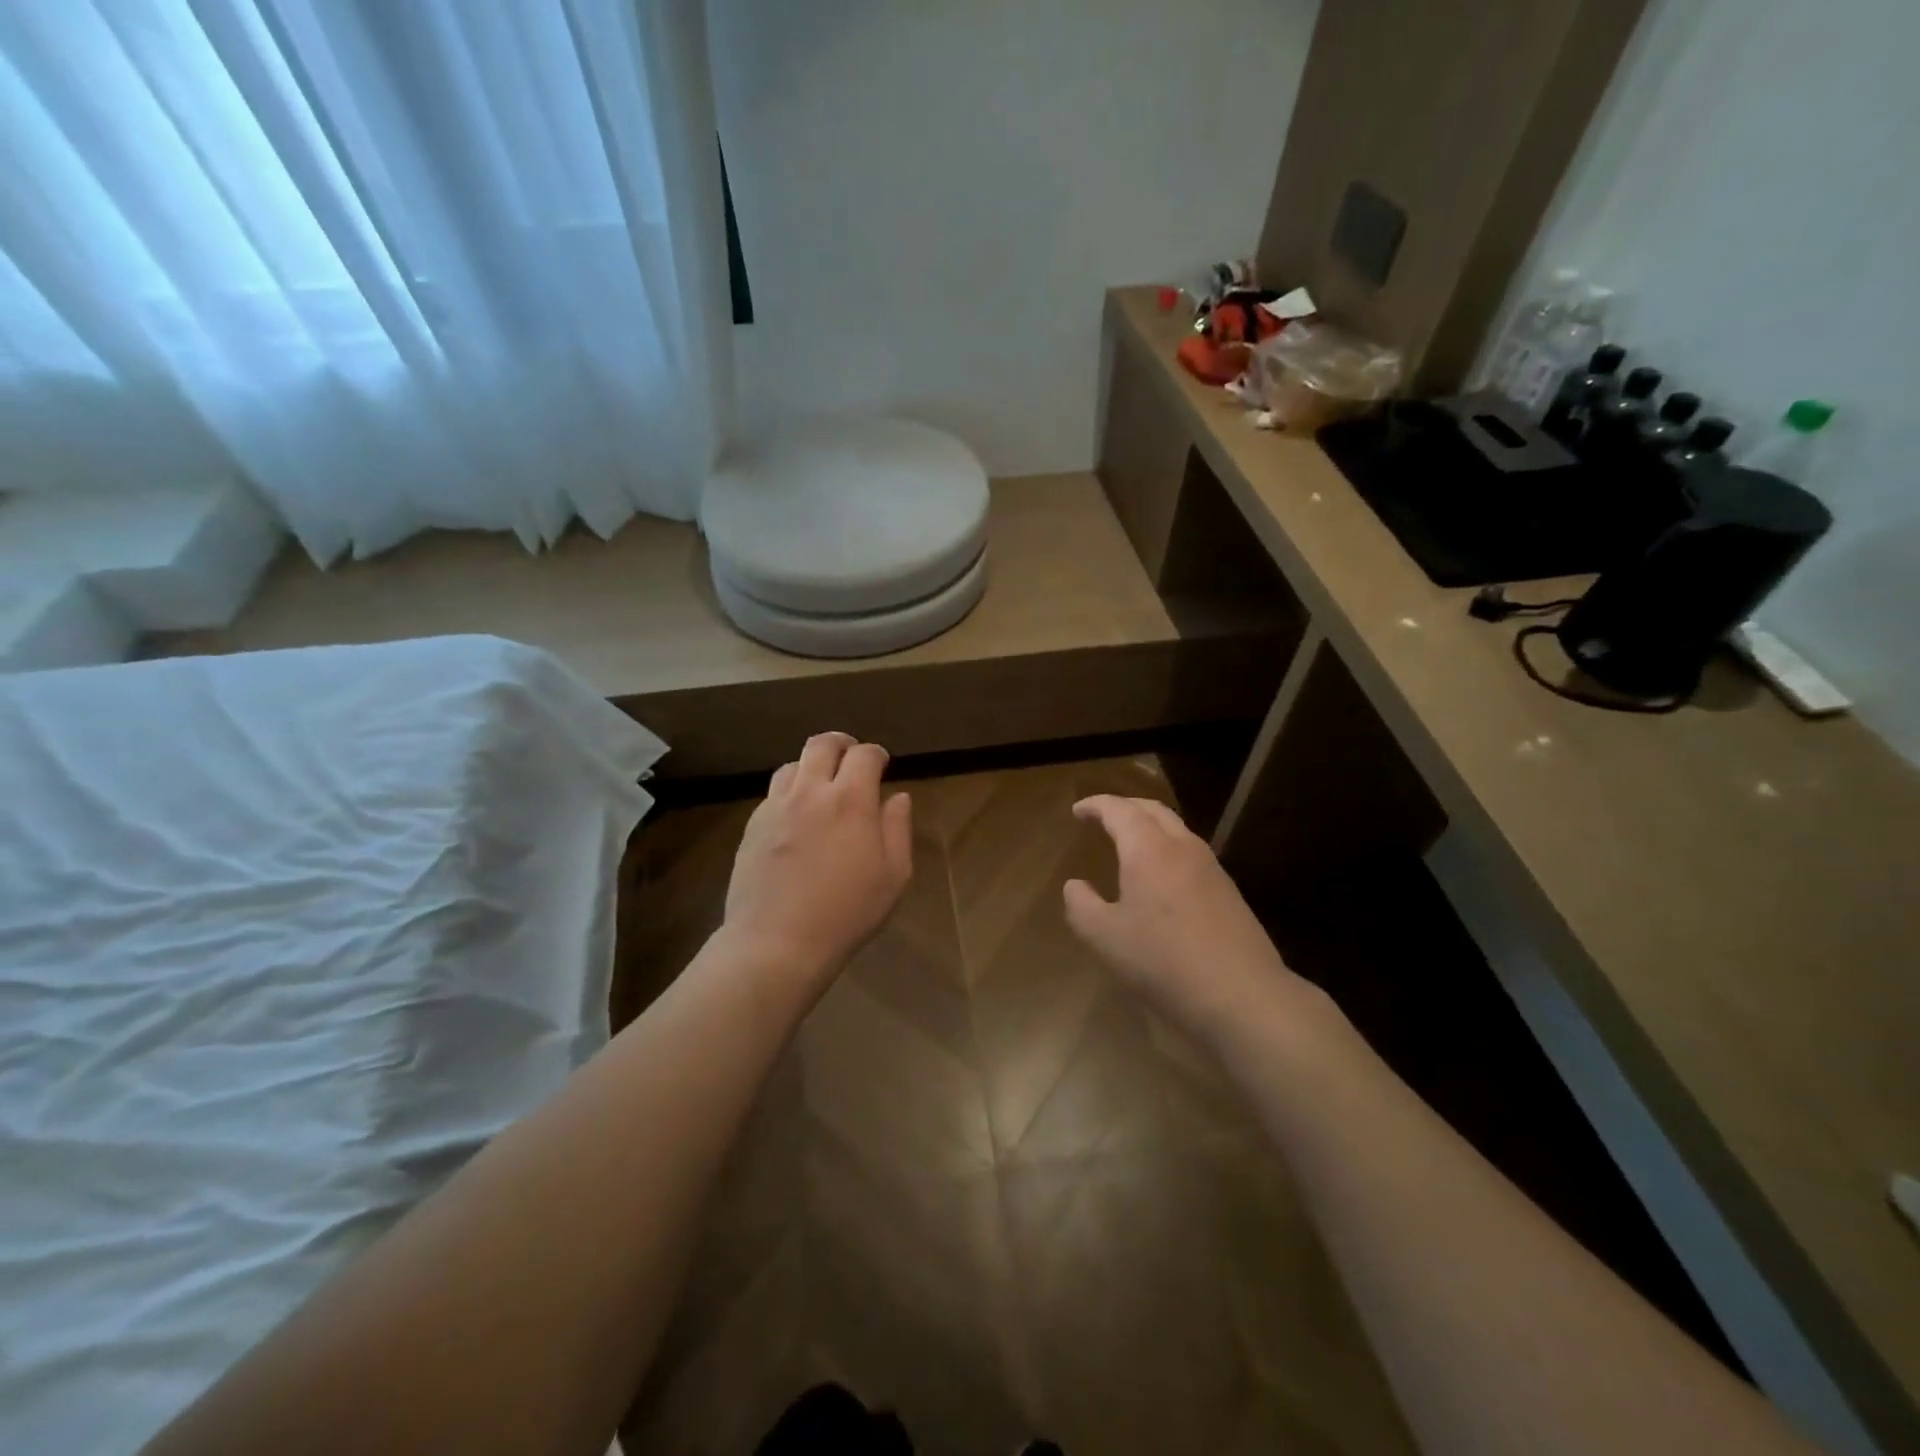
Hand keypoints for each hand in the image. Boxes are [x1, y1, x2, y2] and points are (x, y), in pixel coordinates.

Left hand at [721, 732, 912, 988]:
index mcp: (850, 801)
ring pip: (792, 765)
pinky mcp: (752, 826)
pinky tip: (796, 817)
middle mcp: (810, 792)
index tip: (882, 764)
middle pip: (822, 745)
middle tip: (851, 757)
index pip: (864, 755)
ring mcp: (776, 807)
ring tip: (821, 786)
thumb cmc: (846, 913)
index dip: (876, 754)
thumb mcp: (893, 876)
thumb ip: (898, 829)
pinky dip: (790, 792)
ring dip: (811, 767)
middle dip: (841, 744)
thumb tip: (897, 797)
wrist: (777, 942)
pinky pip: (773, 794)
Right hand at [1063, 795, 1309, 1042]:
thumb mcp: (1105, 938)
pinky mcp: (1228, 891)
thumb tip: (1074, 886)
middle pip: (1152, 810)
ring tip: (1129, 842)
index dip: (1095, 806)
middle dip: (1125, 807)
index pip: (1119, 810)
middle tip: (1102, 817)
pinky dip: (1167, 849)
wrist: (1242, 995)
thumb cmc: (1163, 961)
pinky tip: (1160, 877)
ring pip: (1177, 830)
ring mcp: (1211, 868)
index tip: (1077, 810)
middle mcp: (1182, 848)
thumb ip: (1081, 905)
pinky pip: (1191, 853)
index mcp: (1148, 849)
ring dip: (1149, 826)